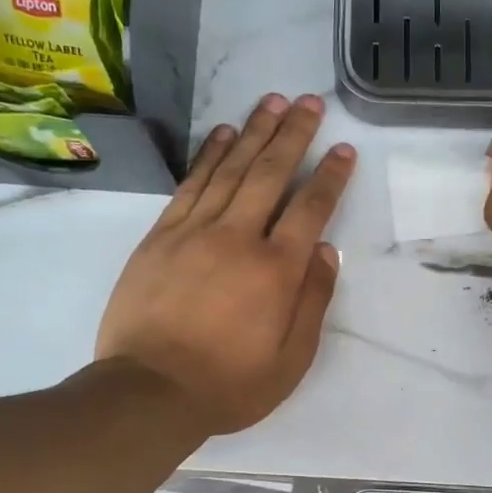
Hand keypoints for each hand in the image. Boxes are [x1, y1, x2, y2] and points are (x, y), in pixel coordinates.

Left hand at [97, 93, 355, 434]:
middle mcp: (238, 239)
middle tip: (310, 101)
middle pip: (270, 174)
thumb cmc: (229, 385)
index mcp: (276, 271)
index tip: (342, 149)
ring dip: (255, 132)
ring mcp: (194, 232)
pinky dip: (210, 155)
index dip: (329, 176)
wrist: (149, 391)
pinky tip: (224, 134)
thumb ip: (312, 303)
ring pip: (230, 169)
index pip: (310, 209)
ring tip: (274, 101)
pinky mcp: (160, 237)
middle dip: (293, 134)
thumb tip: (326, 252)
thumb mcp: (290, 361)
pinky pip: (191, 184)